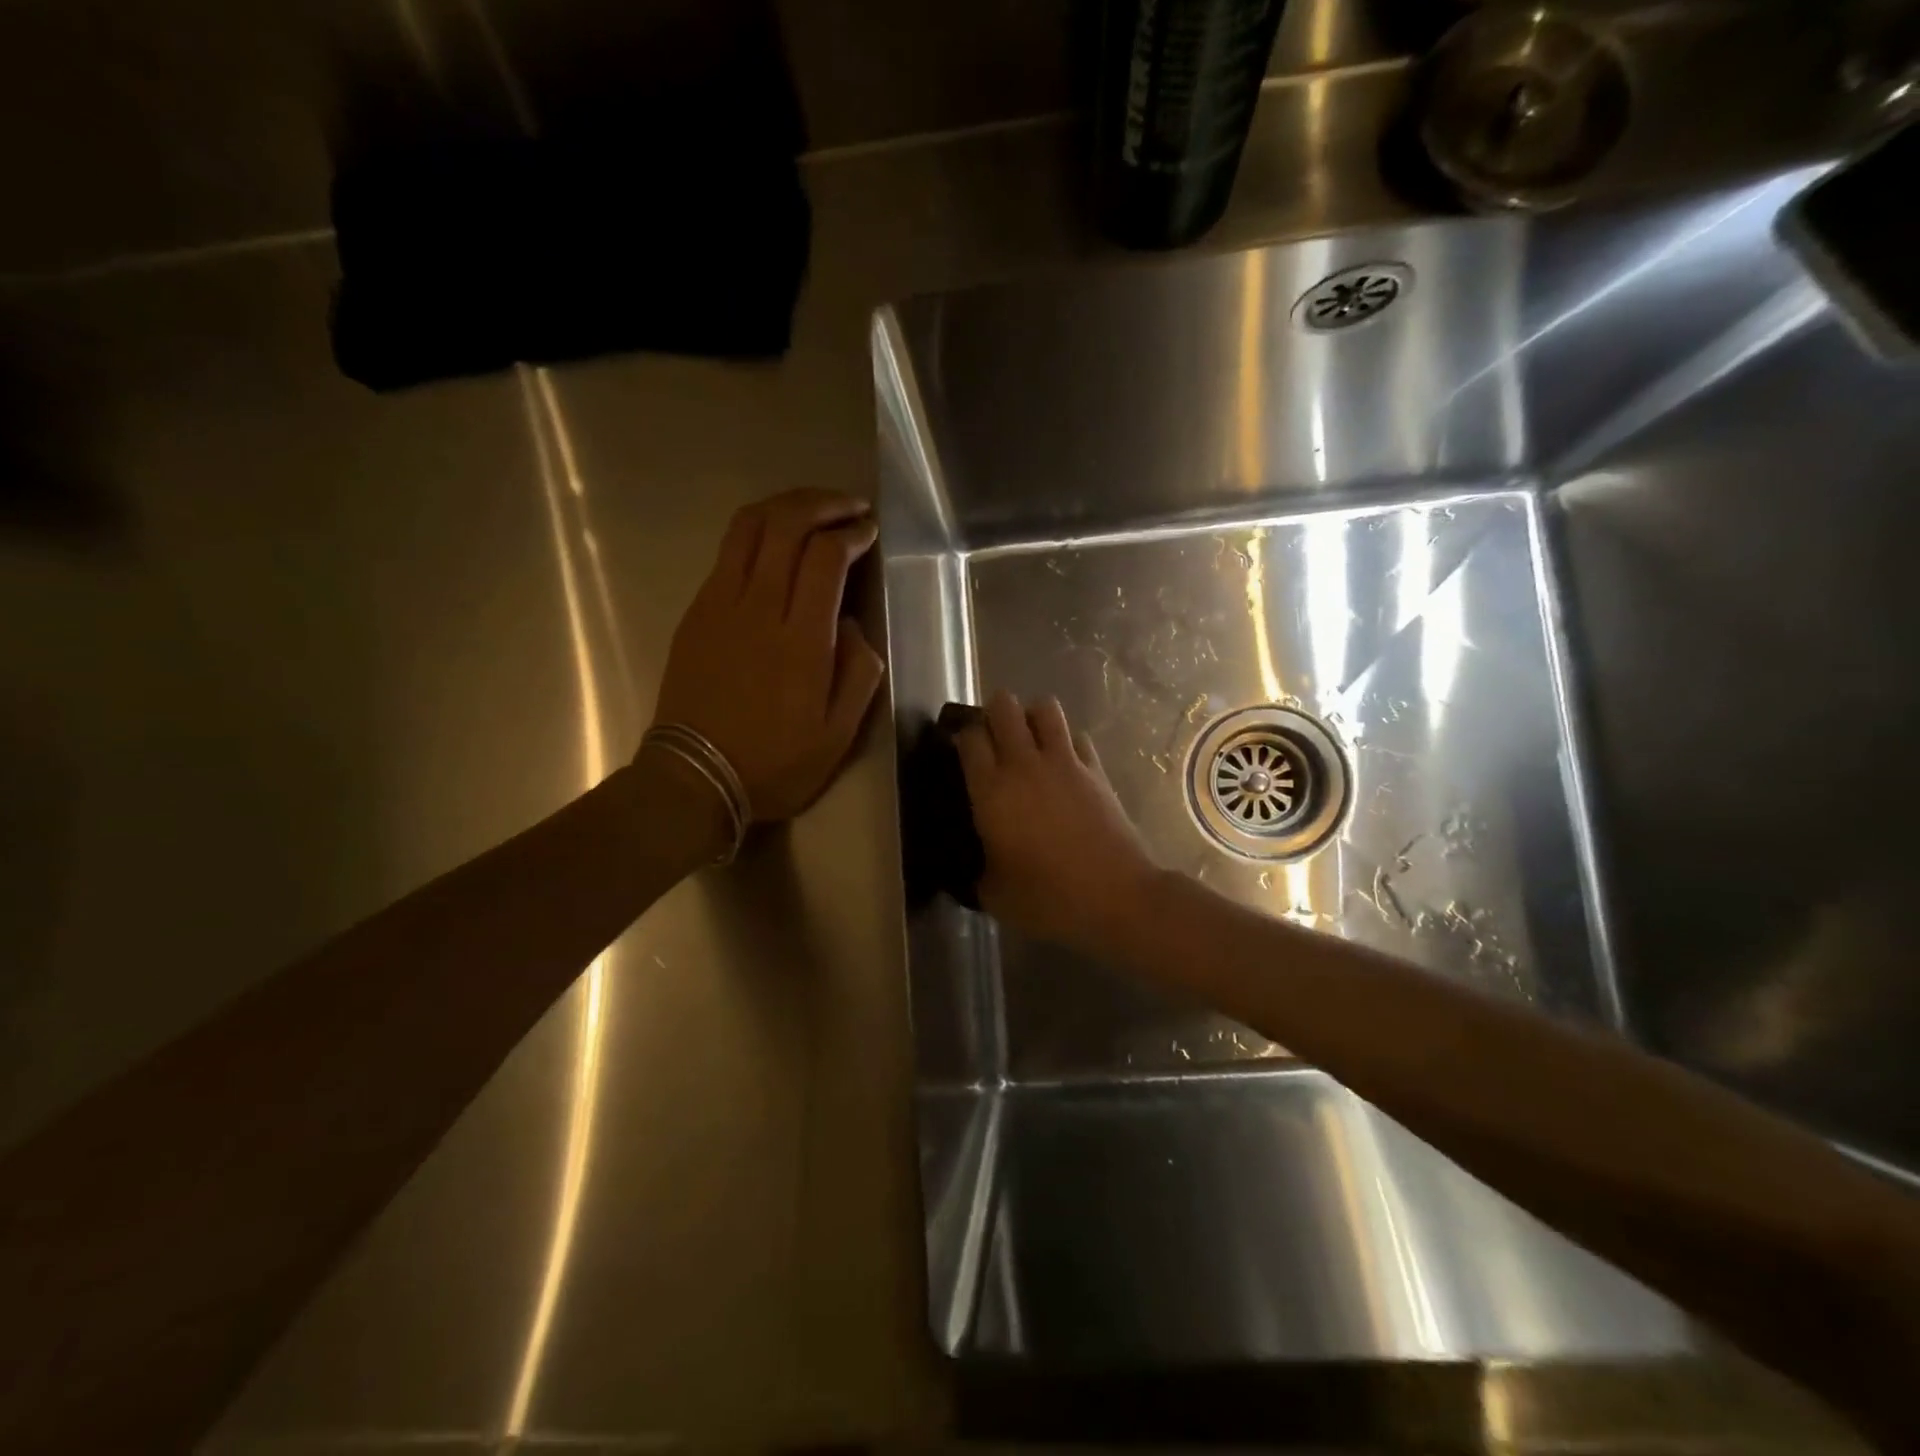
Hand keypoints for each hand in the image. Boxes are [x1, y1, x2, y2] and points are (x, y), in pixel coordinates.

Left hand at [651, 489, 884, 822]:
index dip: (850, 533)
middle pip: (785, 525)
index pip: (825, 558)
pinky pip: (727, 552)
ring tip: (812, 509)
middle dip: (821, 504)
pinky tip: (775, 544)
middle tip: (849, 506)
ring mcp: (720, 604)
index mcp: (801, 641)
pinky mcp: (697, 611)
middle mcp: (758, 608)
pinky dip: (757, 532)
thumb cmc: (775, 763)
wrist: (695, 777)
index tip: (867, 531)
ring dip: (785, 507)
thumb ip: (858, 674)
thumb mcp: (838, 735)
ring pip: (749, 528)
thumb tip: (850, 626)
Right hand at [954, 691, 1159, 952]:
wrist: (1116, 897)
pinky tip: (1063, 765)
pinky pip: (1077, 736)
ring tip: (1028, 741)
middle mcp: (1024, 764)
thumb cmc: (1048, 898)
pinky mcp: (1096, 769)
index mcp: (991, 790)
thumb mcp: (994, 894)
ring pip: (1044, 707)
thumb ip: (976, 871)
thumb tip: (972, 867)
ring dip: (1031, 717)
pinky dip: (1066, 742)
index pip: (970, 737)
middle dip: (993, 713)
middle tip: (992, 739)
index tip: (959, 750)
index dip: (961, 736)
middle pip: (1003, 706)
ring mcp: (1064, 762)